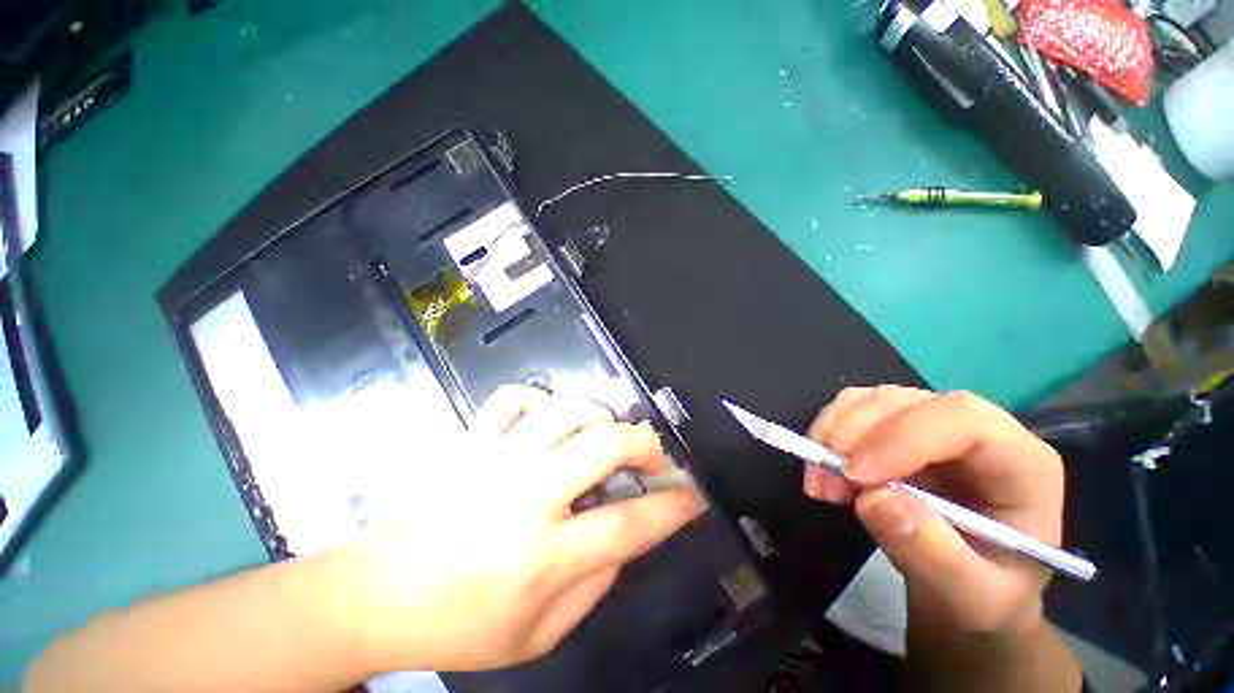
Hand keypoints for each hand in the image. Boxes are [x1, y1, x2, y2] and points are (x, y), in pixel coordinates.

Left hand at [344, 385, 702, 672]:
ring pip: (565, 410)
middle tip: (651, 454)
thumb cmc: (459, 625)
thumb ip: (594, 585)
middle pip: (602, 446)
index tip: (692, 495)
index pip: (626, 525)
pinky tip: (548, 419)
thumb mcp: (538, 635)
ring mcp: (494, 459)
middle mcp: (523, 497)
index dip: (670, 508)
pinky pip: (515, 396)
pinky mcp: (471, 440)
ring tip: (604, 433)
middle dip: (642, 443)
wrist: (377, 594)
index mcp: (541, 556)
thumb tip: (628, 536)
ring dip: (598, 416)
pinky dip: (541, 398)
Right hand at [802, 386, 1064, 637]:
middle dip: (852, 437)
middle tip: (823, 486)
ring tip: (821, 484)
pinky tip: (823, 470)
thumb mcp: (971, 596)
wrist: (969, 587)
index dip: (902, 436)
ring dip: (832, 435)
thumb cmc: (984, 595)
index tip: (855, 477)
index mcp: (1021, 463)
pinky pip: (850, 409)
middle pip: (905, 402)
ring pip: (869, 401)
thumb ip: (932, 552)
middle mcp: (976, 428)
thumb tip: (874, 498)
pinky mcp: (894, 426)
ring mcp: (930, 422)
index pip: (962, 418)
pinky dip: (826, 434)